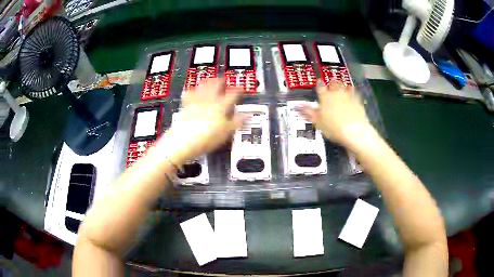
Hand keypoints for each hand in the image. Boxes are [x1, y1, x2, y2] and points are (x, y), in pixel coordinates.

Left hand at [155, 78, 242, 164]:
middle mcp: (209, 100)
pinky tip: (192, 90)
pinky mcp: (186, 105)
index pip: (232, 95)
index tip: (240, 88)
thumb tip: (246, 115)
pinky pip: (189, 93)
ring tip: (210, 80)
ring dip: (208, 81)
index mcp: (221, 106)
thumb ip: (236, 122)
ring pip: (203, 85)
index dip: (238, 90)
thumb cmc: (207, 138)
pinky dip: (191, 90)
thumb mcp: (226, 132)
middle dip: (221, 80)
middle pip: (216, 85)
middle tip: (223, 79)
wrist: (185, 140)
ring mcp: (196, 101)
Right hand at [298, 80, 373, 148]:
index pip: (320, 87)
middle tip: (330, 83)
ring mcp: (348, 96)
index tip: (319, 82)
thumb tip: (297, 106)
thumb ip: (308, 112)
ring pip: (344, 86)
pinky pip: (354, 93)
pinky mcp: (358, 101)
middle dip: (331, 83)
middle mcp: (337, 93)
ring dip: (342, 86)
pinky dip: (352, 92)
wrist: (354, 131)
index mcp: (325, 97)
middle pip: (333, 84)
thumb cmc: (333, 127)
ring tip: (341, 87)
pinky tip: (352, 94)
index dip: (319, 84)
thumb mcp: (317, 122)